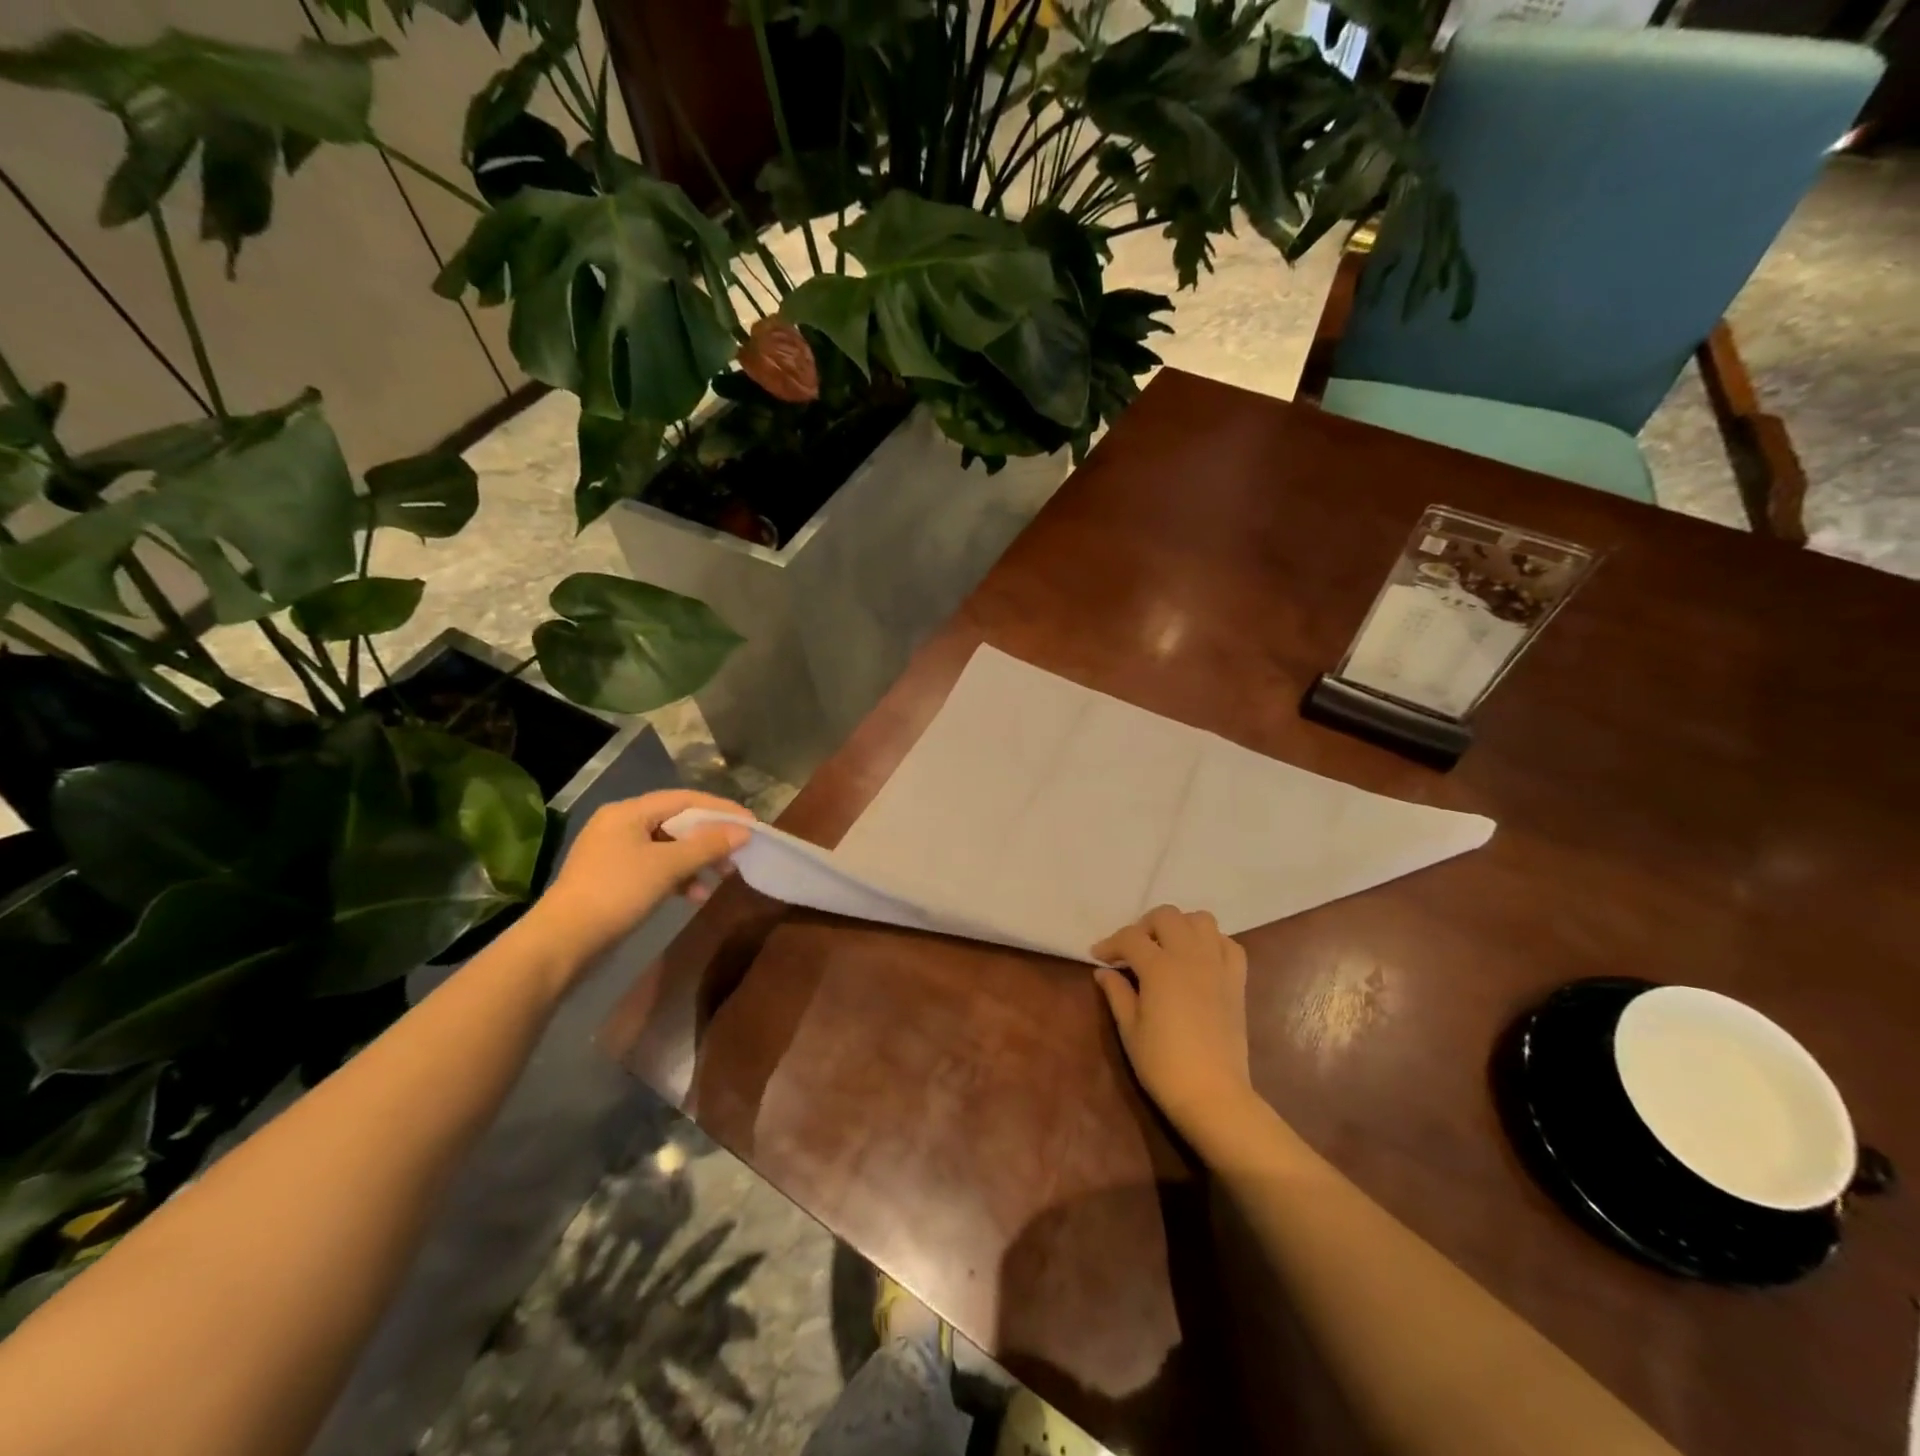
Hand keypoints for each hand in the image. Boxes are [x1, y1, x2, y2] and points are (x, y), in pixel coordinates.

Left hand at [533, 790, 752, 961]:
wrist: (563, 942)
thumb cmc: (617, 892)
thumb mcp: (668, 866)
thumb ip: (707, 845)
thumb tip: (743, 831)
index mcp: (628, 812)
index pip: (685, 799)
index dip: (721, 809)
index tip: (751, 823)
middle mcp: (620, 825)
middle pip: (677, 822)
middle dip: (710, 839)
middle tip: (737, 855)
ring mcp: (614, 852)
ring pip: (668, 847)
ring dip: (696, 861)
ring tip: (720, 879)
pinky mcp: (613, 878)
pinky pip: (655, 867)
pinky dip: (677, 877)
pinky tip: (693, 896)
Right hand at [1091, 906, 1254, 1139]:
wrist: (1214, 1095)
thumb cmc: (1164, 1065)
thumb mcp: (1130, 1030)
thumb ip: (1117, 993)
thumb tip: (1104, 972)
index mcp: (1160, 968)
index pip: (1130, 938)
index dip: (1110, 944)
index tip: (1098, 956)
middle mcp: (1190, 956)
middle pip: (1167, 916)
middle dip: (1144, 926)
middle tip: (1133, 951)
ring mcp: (1217, 966)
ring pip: (1201, 920)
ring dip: (1180, 926)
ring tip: (1167, 948)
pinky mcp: (1237, 981)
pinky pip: (1228, 945)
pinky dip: (1212, 943)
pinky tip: (1199, 960)